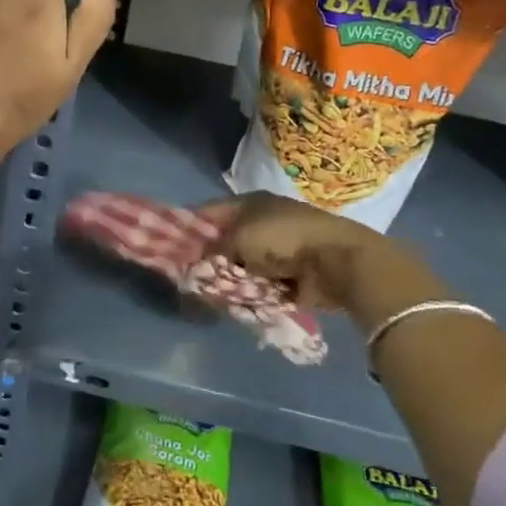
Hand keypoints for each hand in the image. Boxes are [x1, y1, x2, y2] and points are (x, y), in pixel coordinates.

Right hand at [204, 193, 451, 320]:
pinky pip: (258, 283)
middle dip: (206, 259)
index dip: (187, 228)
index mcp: (248, 203)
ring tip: (209, 294)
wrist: (338, 260)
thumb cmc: (284, 239)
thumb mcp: (239, 239)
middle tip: (187, 278)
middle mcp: (261, 221)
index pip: (207, 213)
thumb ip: (212, 251)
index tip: (167, 249)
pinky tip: (234, 303)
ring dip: (228, 278)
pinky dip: (248, 292)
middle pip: (223, 240)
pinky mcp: (290, 273)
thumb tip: (194, 265)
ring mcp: (277, 248)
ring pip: (240, 264)